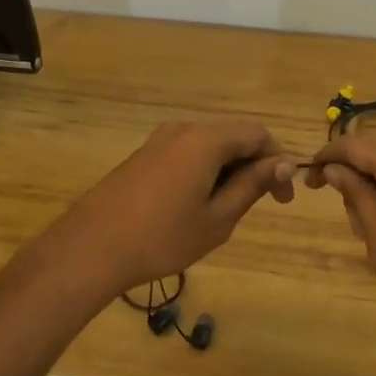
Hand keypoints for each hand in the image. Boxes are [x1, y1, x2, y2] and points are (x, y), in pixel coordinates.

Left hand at [47, 119, 296, 297]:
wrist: (91, 247)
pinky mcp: (144, 155)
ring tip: (229, 209)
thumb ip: (252, 185)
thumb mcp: (218, 217)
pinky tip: (198, 204)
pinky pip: (188, 152)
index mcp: (206, 139)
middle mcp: (184, 129)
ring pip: (210, 145)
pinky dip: (205, 171)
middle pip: (233, 135)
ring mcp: (160, 139)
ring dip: (230, 169)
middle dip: (255, 165)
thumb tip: (283, 162)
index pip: (257, 134)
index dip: (278, 161)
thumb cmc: (162, 237)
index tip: (283, 198)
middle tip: (262, 204)